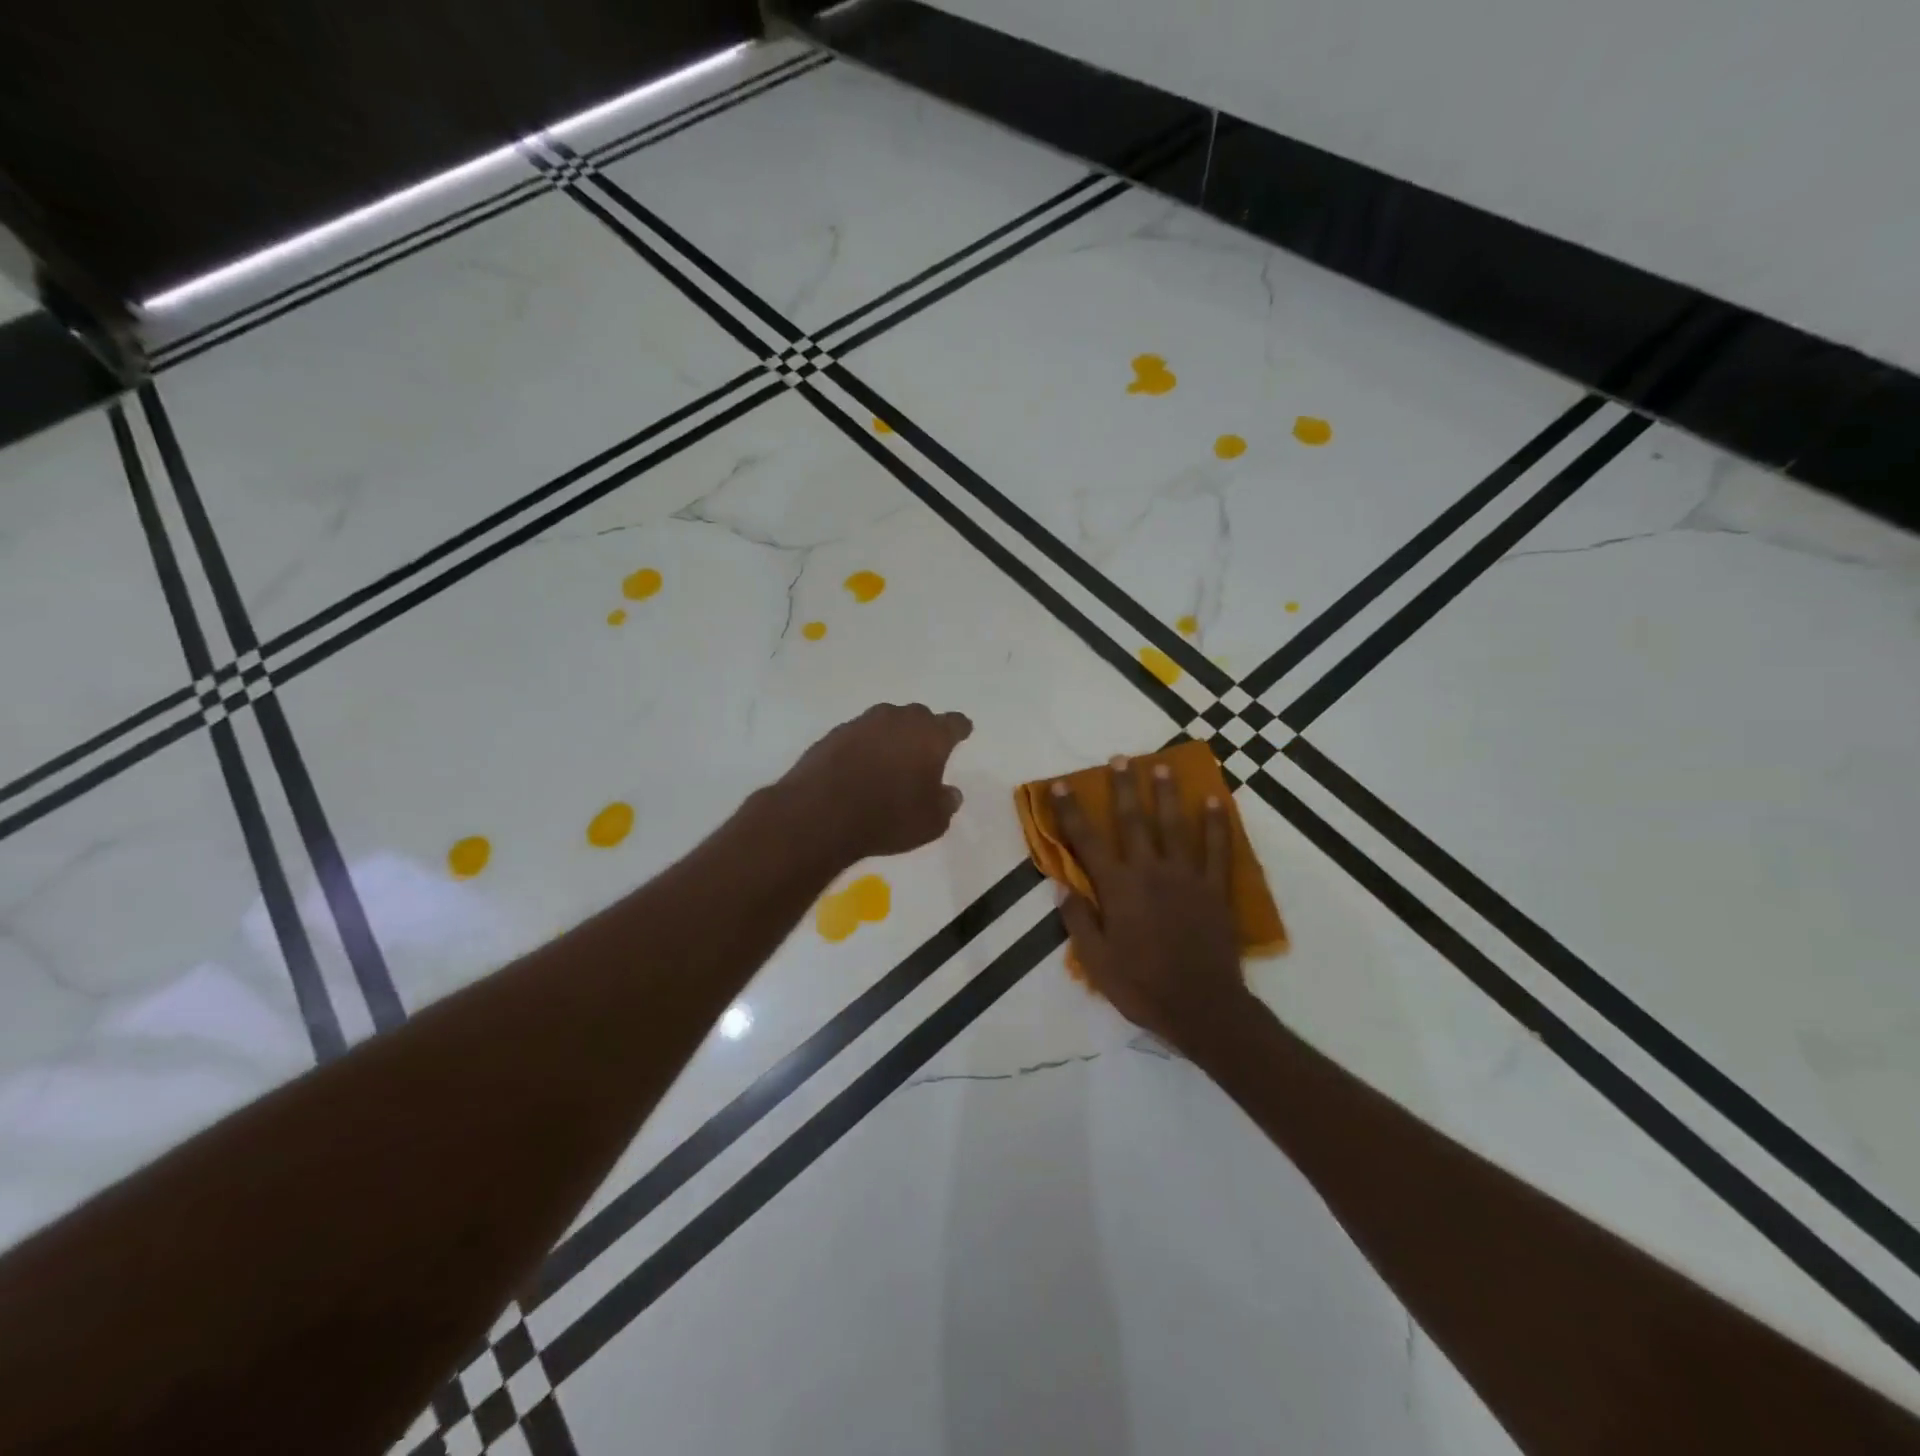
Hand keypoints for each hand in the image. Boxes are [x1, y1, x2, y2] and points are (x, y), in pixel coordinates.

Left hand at [781, 702, 972, 862]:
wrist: (821, 814)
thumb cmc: (888, 817)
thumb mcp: (931, 822)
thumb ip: (946, 803)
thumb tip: (949, 793)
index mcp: (930, 735)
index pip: (954, 723)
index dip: (960, 729)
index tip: (962, 733)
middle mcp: (898, 720)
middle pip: (919, 717)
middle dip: (924, 731)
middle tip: (924, 752)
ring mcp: (863, 723)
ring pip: (886, 722)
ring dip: (891, 736)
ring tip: (890, 760)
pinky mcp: (834, 734)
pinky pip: (859, 735)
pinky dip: (864, 747)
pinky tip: (860, 767)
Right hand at [1051, 757, 1249, 1053]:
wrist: (1201, 1007)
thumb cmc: (1142, 986)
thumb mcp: (1096, 960)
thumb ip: (1078, 919)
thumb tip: (1060, 885)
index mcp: (1117, 888)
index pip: (1087, 841)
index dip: (1071, 811)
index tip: (1062, 785)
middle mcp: (1149, 871)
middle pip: (1133, 821)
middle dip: (1124, 787)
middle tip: (1121, 758)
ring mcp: (1186, 877)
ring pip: (1174, 826)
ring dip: (1167, 794)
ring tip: (1163, 767)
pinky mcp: (1214, 889)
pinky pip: (1218, 850)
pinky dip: (1217, 824)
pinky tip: (1215, 801)